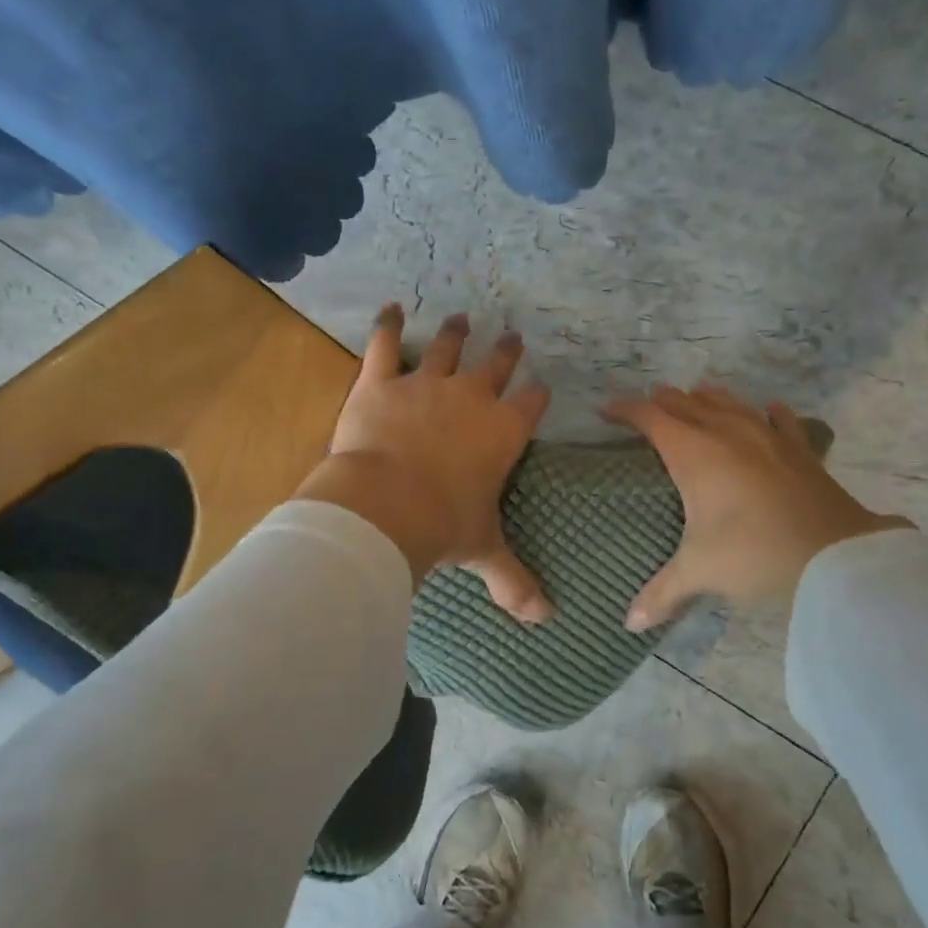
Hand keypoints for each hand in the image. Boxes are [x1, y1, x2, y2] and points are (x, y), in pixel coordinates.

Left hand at [296, 305, 554, 621]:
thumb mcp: (483, 550)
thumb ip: (514, 581)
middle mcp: (472, 398)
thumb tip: (545, 620)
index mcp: (503, 432)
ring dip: (456, 333)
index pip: (531, 404)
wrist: (387, 504)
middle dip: (506, 351)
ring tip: (462, 319)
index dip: (537, 395)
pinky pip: (387, 344)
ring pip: (448, 347)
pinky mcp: (382, 381)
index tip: (540, 387)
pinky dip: (388, 325)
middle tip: (513, 337)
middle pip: (496, 365)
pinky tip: (391, 308)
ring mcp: (426, 384)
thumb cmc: (443, 525)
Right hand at [604, 384, 910, 630]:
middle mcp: (727, 433)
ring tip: (695, 397)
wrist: (836, 557)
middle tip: (646, 408)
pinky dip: (765, 412)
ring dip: (706, 398)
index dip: (625, 410)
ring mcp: (767, 436)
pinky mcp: (800, 449)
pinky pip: (779, 419)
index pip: (651, 417)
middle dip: (662, 402)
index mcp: (694, 452)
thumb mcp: (701, 571)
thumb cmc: (754, 553)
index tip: (606, 410)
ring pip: (729, 402)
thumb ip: (662, 593)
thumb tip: (629, 624)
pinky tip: (768, 410)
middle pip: (687, 403)